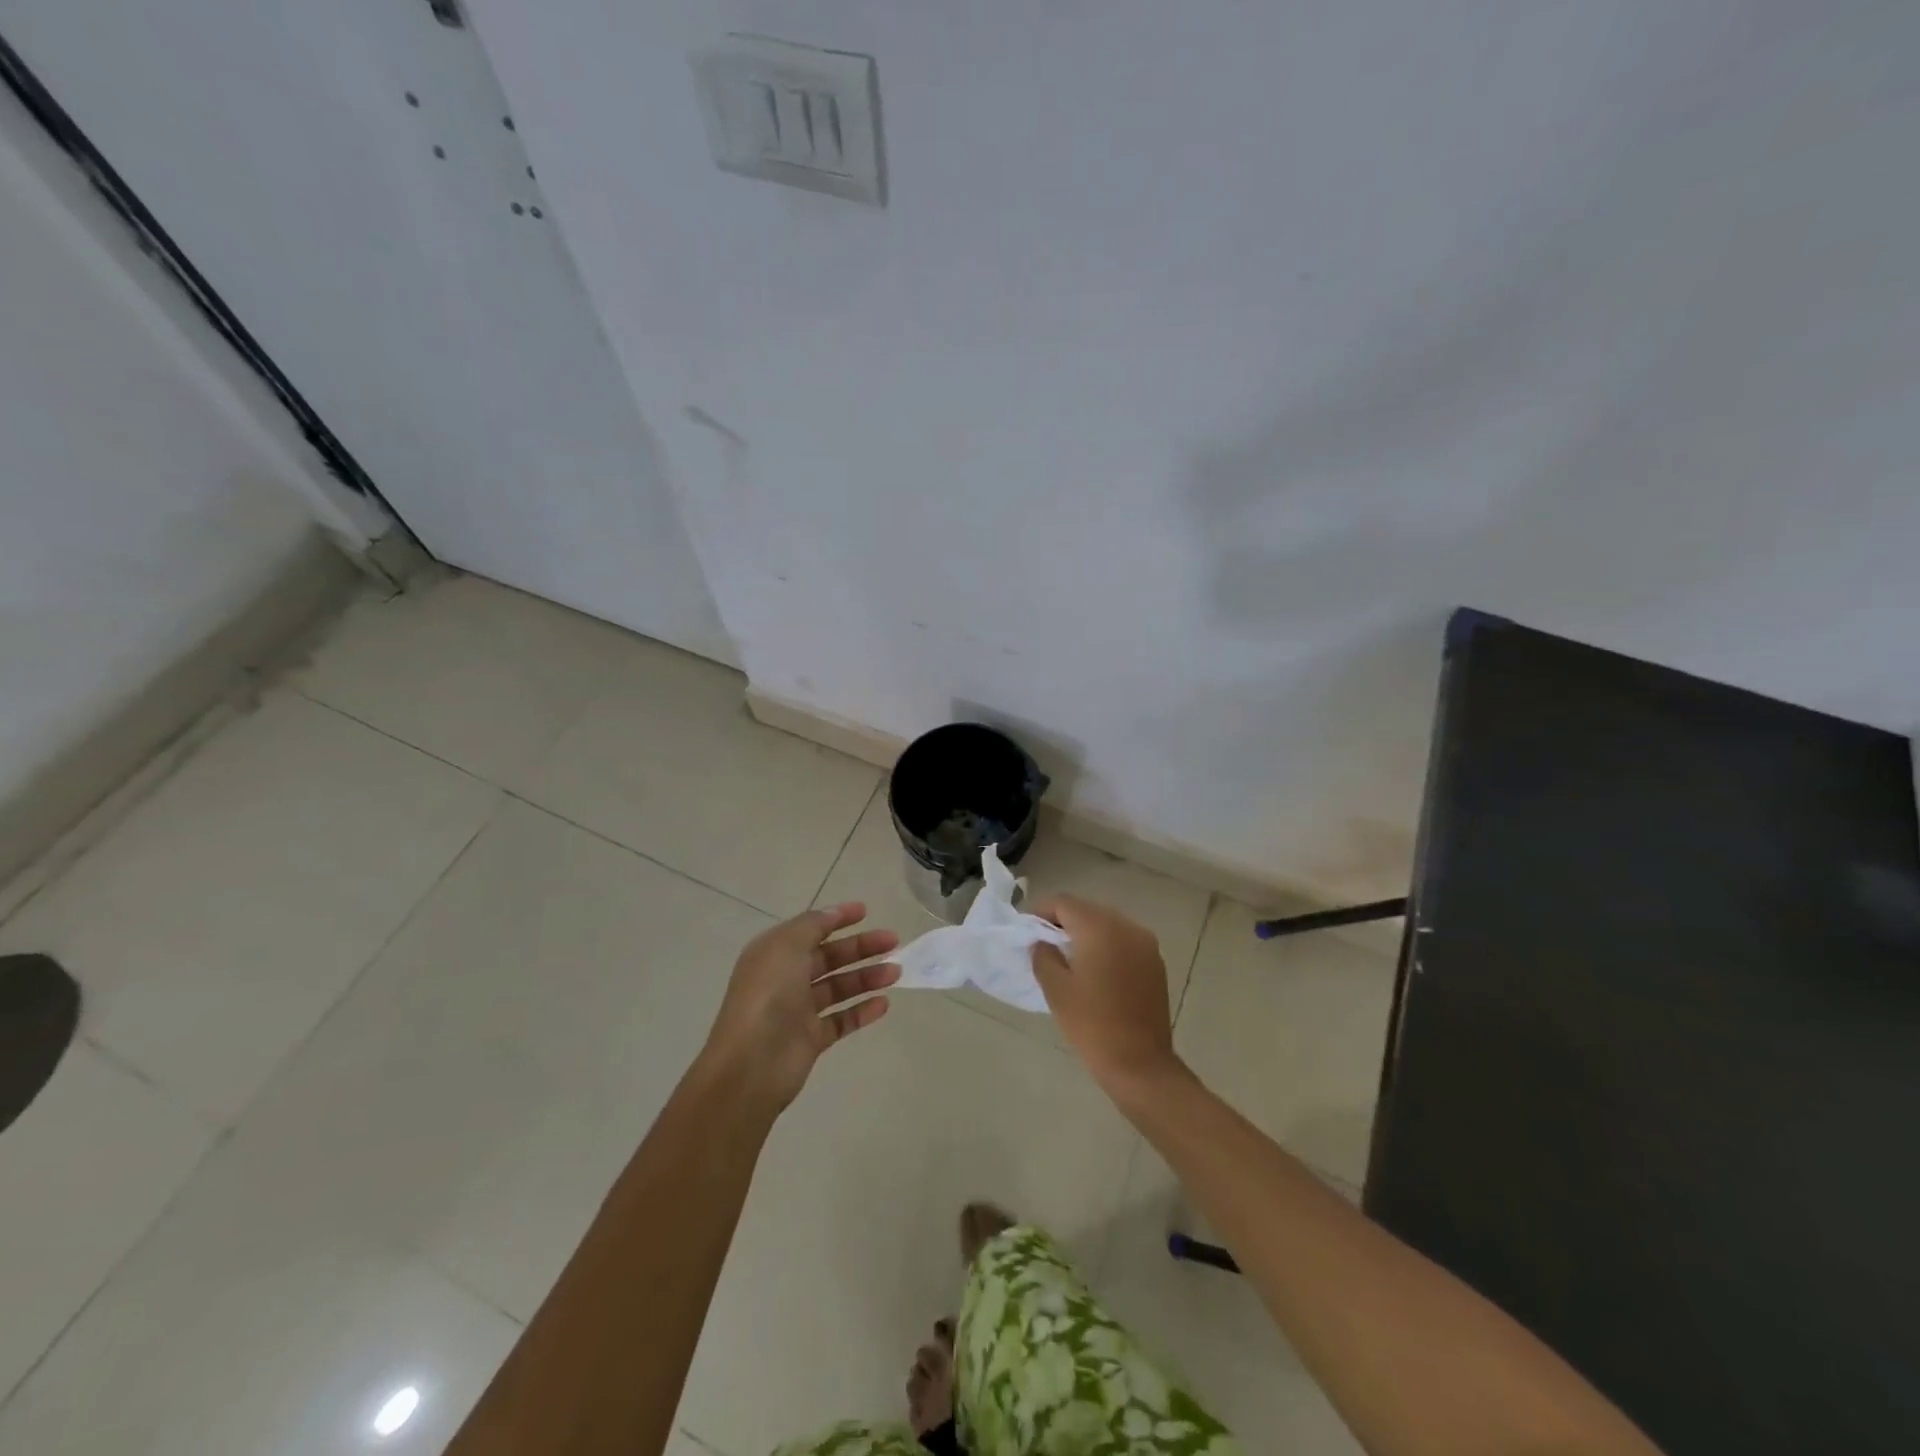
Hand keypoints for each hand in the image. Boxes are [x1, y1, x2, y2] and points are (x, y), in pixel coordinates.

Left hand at [699, 902, 900, 1110]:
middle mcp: (786, 978)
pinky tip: (883, 1004)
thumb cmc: (768, 995)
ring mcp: (798, 1010)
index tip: (866, 912)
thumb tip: (833, 912)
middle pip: (829, 957)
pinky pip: (841, 1020)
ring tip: (896, 973)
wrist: (751, 1064)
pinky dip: (862, 1011)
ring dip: (867, 977)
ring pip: (839, 987)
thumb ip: (813, 925)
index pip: (810, 929)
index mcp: (775, 953)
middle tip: (893, 942)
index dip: (837, 918)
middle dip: (861, 947)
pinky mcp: (811, 1039)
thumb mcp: (787, 946)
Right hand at [1029, 894, 1183, 1095]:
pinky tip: (1094, 969)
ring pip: (1107, 923)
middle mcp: (1126, 926)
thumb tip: (1041, 942)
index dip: (1041, 912)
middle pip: (1087, 909)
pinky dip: (1106, 945)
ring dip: (1086, 932)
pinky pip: (1124, 940)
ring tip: (1067, 957)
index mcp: (1100, 928)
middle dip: (1063, 921)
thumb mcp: (1056, 989)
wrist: (1140, 1065)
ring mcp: (1145, 943)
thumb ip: (1043, 956)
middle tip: (1043, 943)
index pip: (1064, 903)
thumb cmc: (1092, 1025)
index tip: (1026, 930)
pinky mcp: (1155, 962)